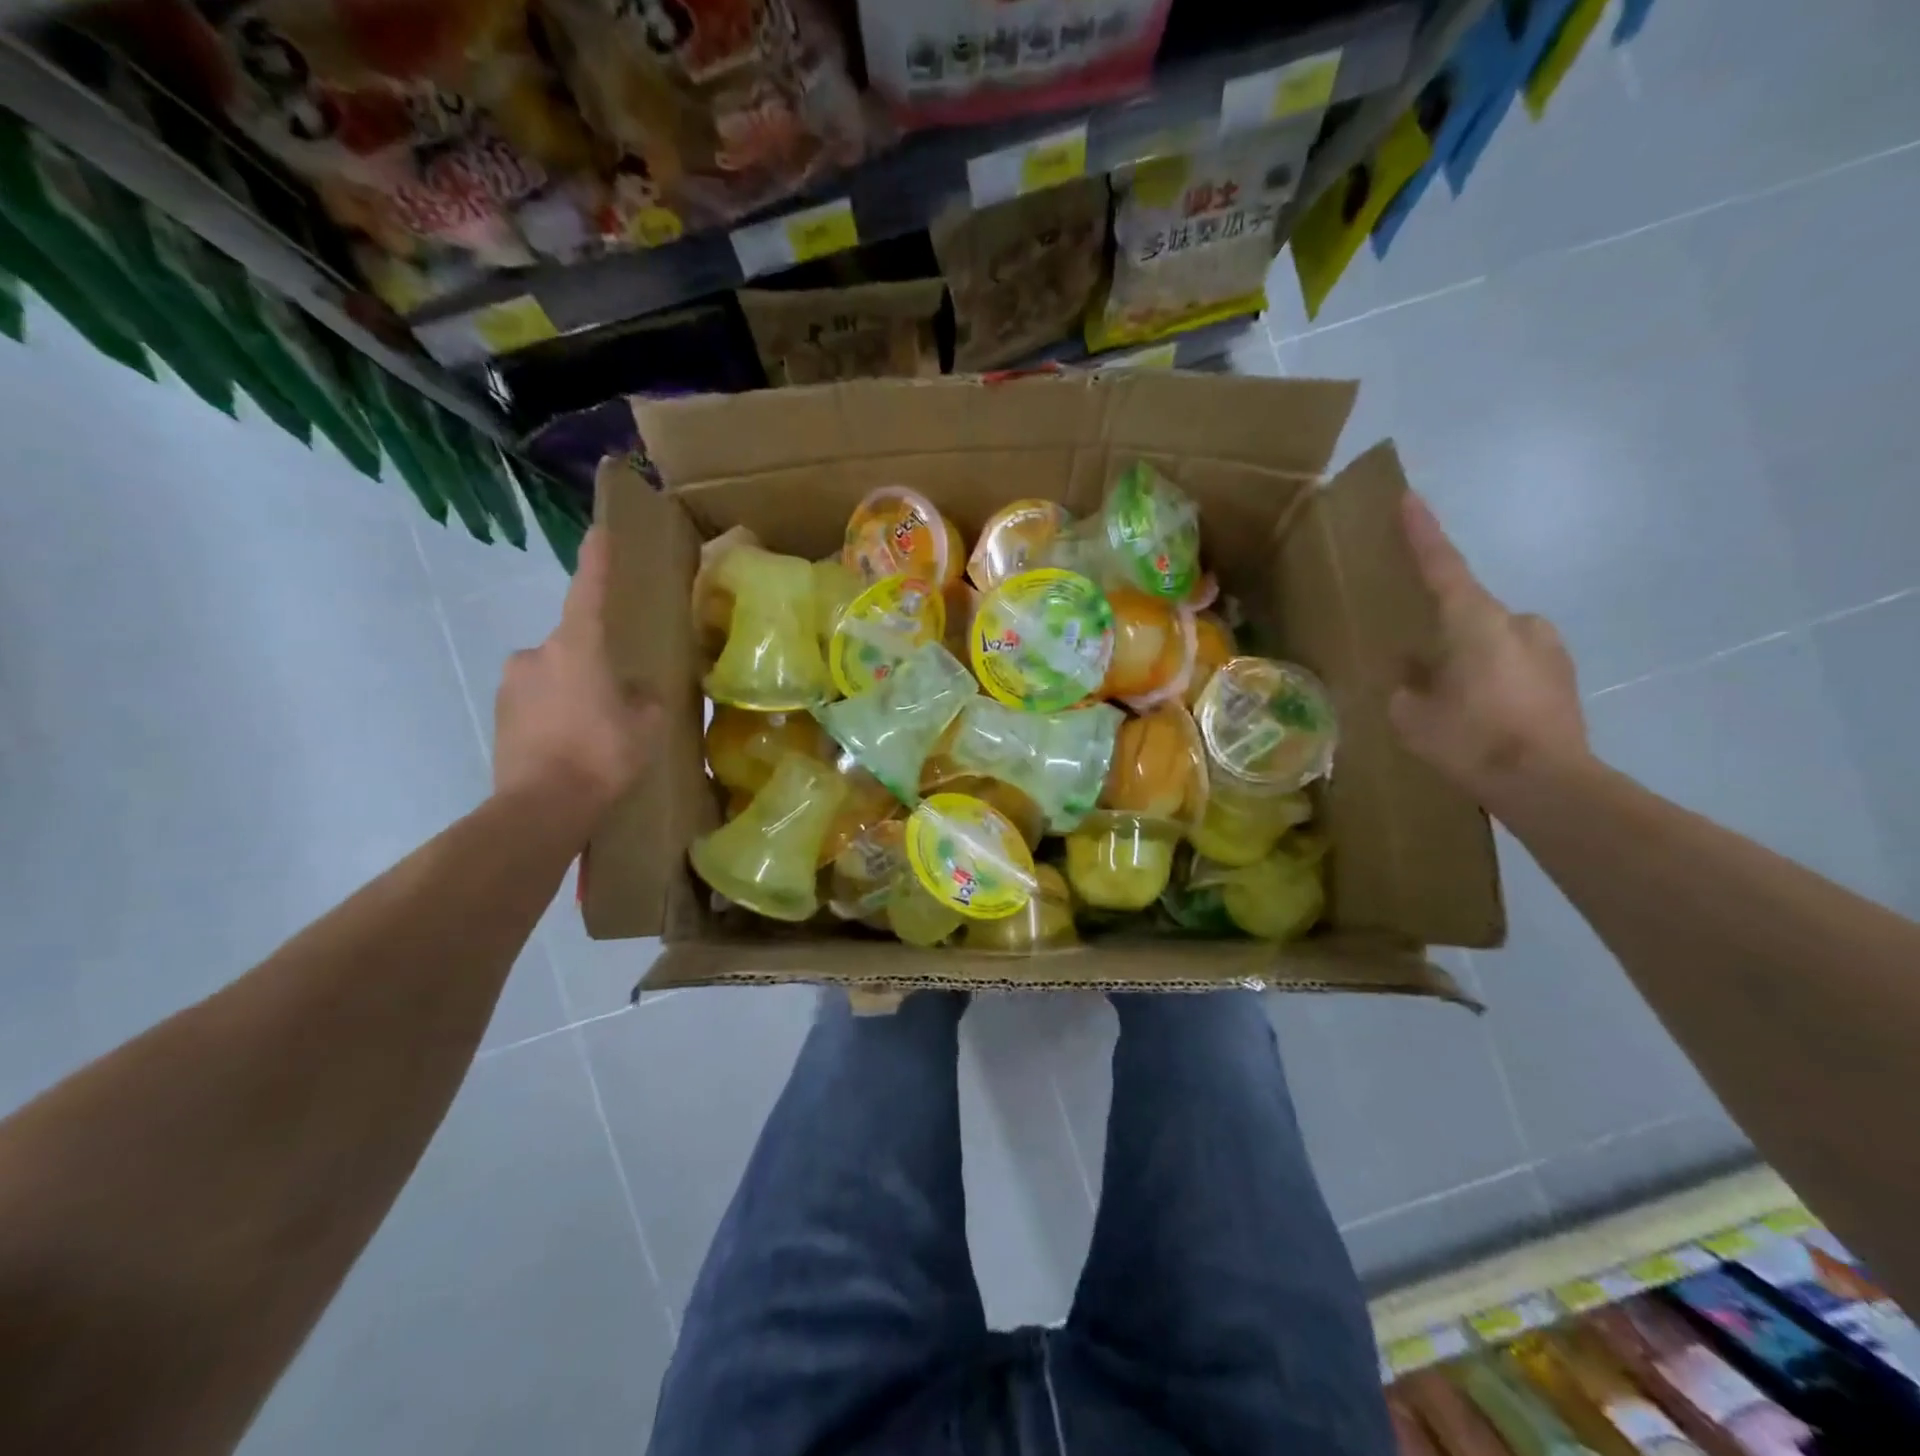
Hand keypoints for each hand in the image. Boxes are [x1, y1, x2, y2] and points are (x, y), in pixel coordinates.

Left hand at [494, 528, 659, 823]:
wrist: (540, 808)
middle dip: (595, 662)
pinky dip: (555, 715)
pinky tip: (574, 747)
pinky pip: (537, 703)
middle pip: (573, 644)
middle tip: (619, 696)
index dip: (597, 561)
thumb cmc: (602, 755)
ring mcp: (512, 685)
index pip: (588, 591)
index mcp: (577, 646)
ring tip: (597, 730)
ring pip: (553, 676)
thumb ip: (644, 698)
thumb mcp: (646, 725)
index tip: (600, 531)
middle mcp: (536, 654)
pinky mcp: (500, 716)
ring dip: (574, 691)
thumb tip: (634, 692)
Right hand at [1390, 493, 1589, 808]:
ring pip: (1491, 642)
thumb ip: (1407, 681)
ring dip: (1468, 661)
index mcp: (1475, 621)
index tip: (1409, 497)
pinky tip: (1480, 717)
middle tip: (1420, 668)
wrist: (1548, 784)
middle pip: (1468, 613)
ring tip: (1450, 704)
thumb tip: (1411, 666)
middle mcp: (1517, 622)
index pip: (1442, 565)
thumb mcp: (1412, 713)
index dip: (1422, 532)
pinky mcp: (1562, 678)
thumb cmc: (1470, 739)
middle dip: (1443, 634)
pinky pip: (1512, 665)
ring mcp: (1547, 649)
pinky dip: (1492, 680)